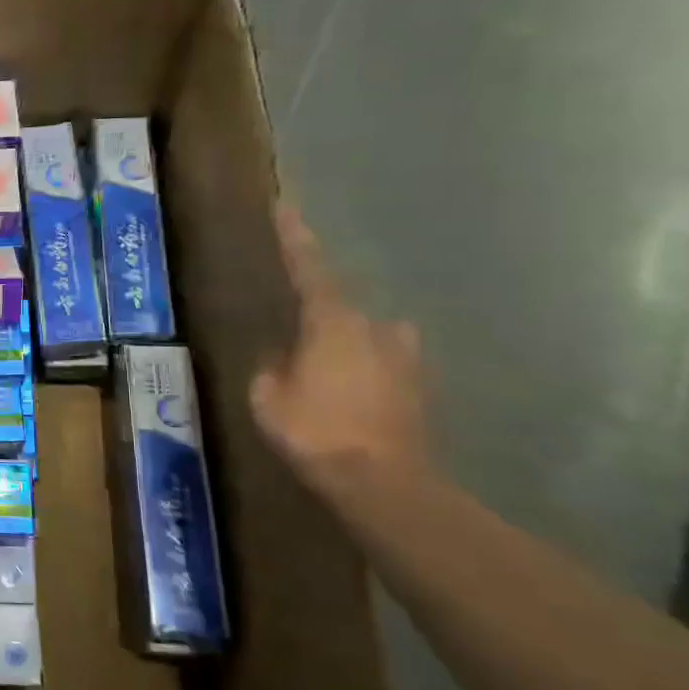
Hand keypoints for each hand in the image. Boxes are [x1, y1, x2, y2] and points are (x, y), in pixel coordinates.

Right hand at [250, 204, 430, 492]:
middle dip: (318, 322)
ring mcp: (406, 359)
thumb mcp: (267, 397)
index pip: (308, 268)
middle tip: (295, 346)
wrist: (385, 485)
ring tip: (323, 379)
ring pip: (367, 340)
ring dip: (345, 351)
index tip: (284, 204)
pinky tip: (349, 404)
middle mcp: (376, 329)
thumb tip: (280, 354)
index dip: (294, 237)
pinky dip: (363, 377)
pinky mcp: (421, 390)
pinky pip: (383, 369)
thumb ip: (271, 366)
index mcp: (333, 322)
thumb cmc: (315, 431)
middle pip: (341, 310)